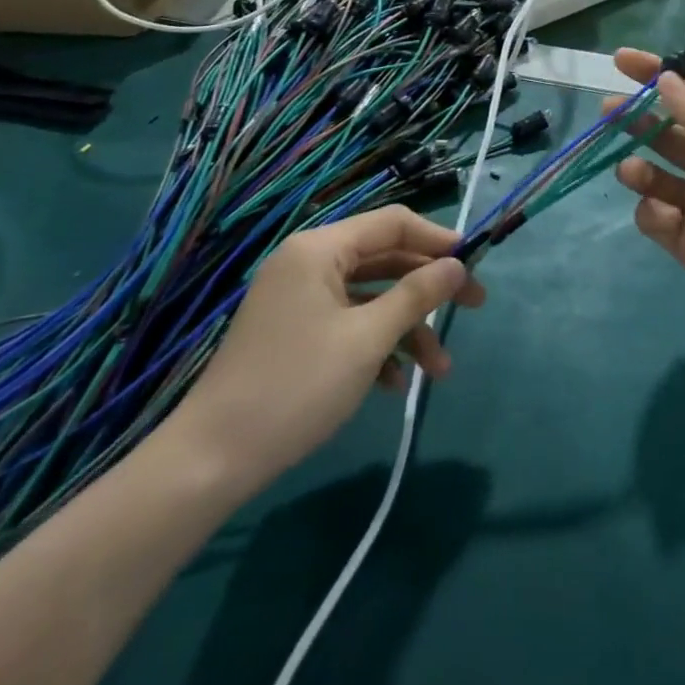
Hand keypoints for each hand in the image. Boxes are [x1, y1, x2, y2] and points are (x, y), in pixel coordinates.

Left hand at [169, 206, 483, 495]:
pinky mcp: (294, 331)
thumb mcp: (367, 339)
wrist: (210, 461)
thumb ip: (417, 295)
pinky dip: (377, 345)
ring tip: (439, 371)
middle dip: (429, 288)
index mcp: (320, 248)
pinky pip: (348, 322)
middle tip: (474, 308)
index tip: (474, 264)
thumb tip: (458, 265)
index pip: (393, 223)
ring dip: (408, 328)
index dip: (438, 239)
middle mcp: (309, 262)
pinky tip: (396, 384)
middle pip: (385, 259)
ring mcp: (299, 298)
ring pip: (371, 296)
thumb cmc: (296, 387)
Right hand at [606, 48, 684, 337]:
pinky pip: (656, 221)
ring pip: (654, 178)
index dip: (656, 77)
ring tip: (630, 170)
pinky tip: (663, 214)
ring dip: (637, 168)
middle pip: (664, 135)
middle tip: (608, 111)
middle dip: (635, 121)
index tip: (621, 61)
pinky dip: (651, 213)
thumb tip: (664, 77)